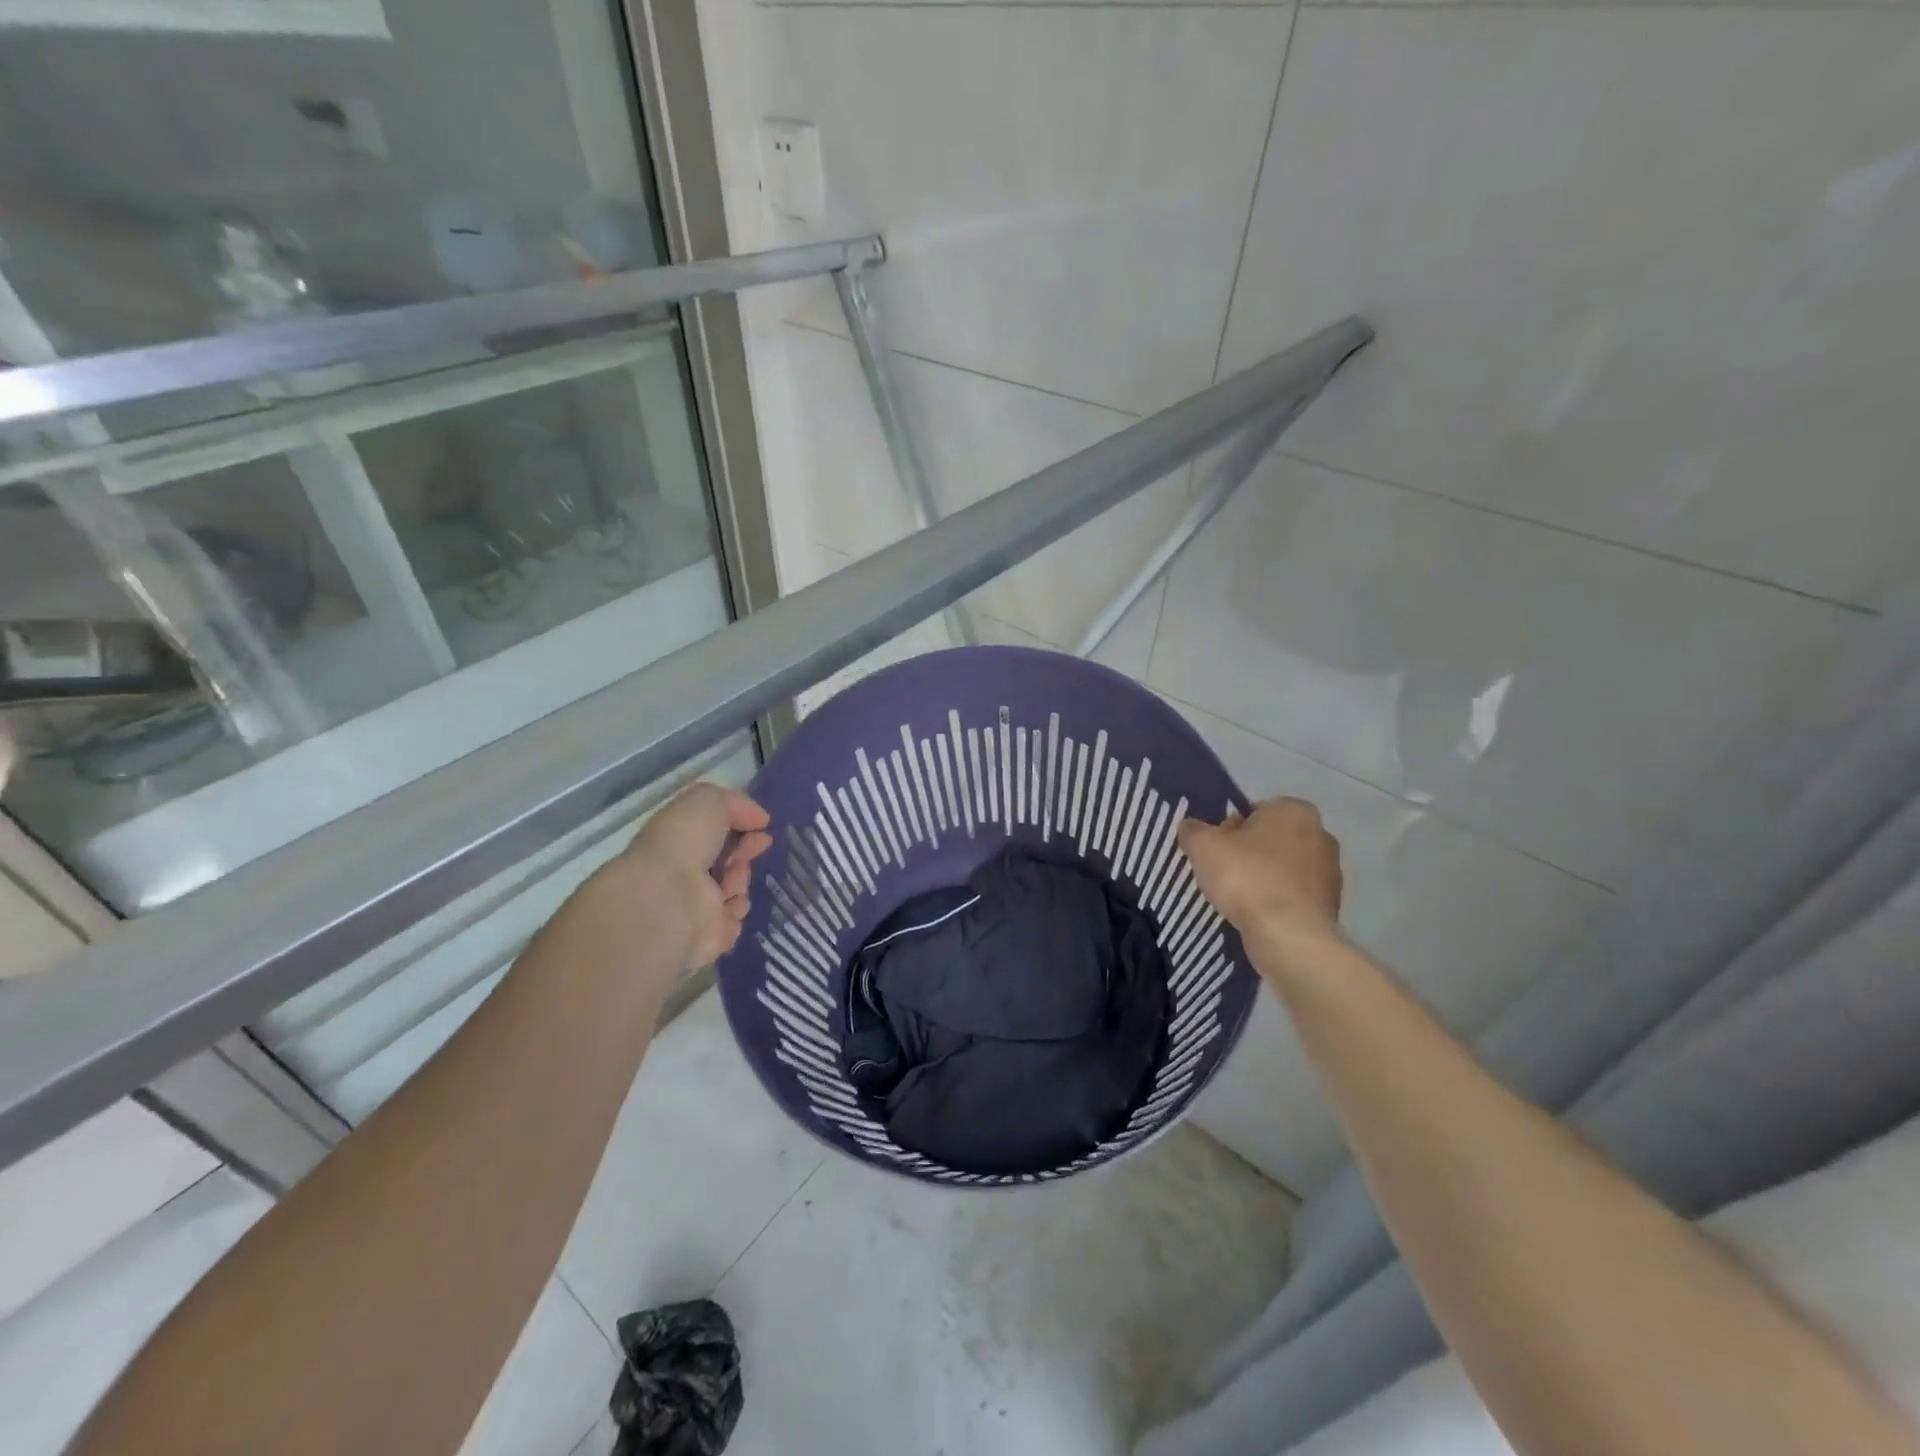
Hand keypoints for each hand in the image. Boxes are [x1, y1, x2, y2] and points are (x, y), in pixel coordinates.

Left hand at [604, 782, 773, 971]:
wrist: (667, 898)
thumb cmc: (683, 842)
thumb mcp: (709, 801)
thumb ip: (735, 804)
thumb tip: (758, 819)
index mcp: (677, 841)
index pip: (713, 832)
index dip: (739, 825)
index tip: (761, 824)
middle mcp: (683, 873)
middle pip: (728, 861)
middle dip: (745, 851)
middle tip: (759, 845)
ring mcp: (694, 907)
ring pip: (736, 889)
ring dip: (740, 880)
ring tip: (729, 882)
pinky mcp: (707, 937)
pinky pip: (734, 919)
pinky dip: (734, 910)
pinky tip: (724, 904)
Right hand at [1178, 798, 1342, 951]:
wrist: (1288, 935)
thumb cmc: (1246, 878)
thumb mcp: (1203, 846)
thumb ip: (1193, 830)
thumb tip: (1190, 827)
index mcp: (1294, 810)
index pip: (1254, 810)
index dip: (1230, 829)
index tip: (1217, 850)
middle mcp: (1320, 833)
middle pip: (1271, 838)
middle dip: (1249, 852)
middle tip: (1224, 872)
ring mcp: (1331, 870)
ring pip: (1284, 867)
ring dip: (1264, 877)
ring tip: (1239, 898)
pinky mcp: (1332, 903)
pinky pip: (1294, 894)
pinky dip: (1277, 900)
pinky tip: (1259, 914)